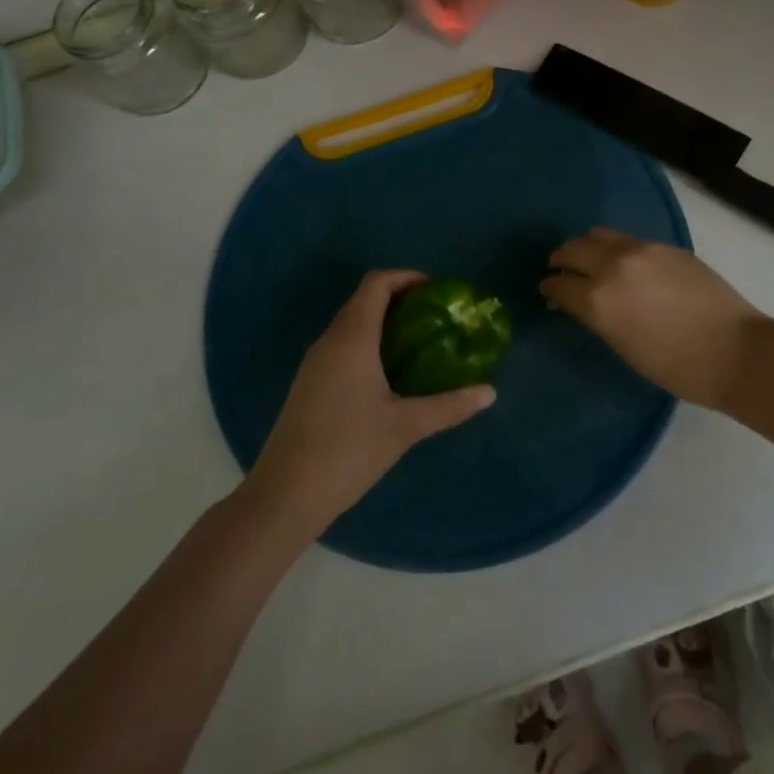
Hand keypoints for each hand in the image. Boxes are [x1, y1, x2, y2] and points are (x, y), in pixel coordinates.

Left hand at [245, 270, 495, 536]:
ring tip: (420, 342)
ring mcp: (315, 363)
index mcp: (352, 338)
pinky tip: (390, 374)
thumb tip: (490, 393)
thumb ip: (449, 406)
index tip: (437, 291)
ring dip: (384, 322)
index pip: (376, 283)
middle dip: (401, 299)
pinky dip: (369, 342)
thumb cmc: (347, 450)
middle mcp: (330, 340)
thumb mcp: (404, 427)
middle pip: (364, 299)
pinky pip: (342, 345)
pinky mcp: (309, 383)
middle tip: (436, 317)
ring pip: (352, 323)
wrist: (284, 496)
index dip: (407, 277)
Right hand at [542, 229, 766, 407]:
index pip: (561, 284)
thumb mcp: (624, 346)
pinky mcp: (666, 246)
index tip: (546, 289)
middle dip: (562, 259)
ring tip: (588, 259)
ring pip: (600, 234)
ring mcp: (642, 250)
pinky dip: (616, 248)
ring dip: (587, 246)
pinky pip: (629, 240)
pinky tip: (624, 263)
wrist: (734, 350)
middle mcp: (614, 265)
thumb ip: (597, 316)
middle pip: (574, 249)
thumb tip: (580, 301)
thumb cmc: (676, 366)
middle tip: (559, 269)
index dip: (550, 287)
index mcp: (599, 298)